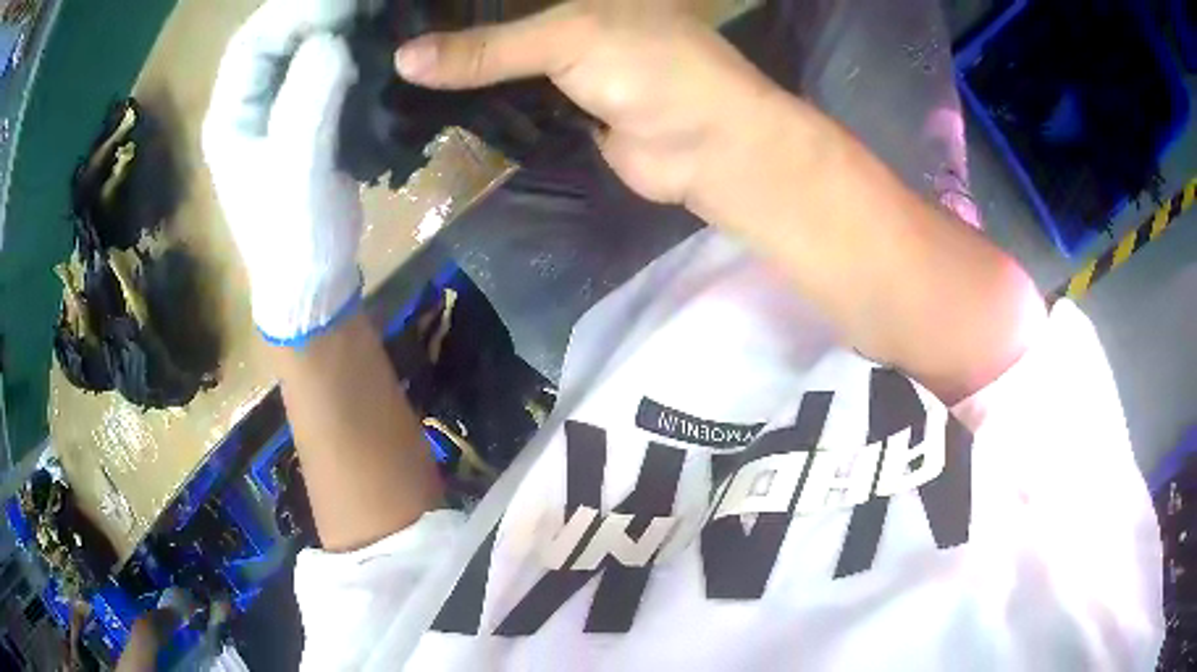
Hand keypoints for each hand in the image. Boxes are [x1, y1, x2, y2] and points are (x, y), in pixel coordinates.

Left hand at [203, 0, 365, 344]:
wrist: (311, 280)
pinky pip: (321, 71)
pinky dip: (346, 50)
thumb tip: (333, 41)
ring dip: (333, 27)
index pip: (251, 44)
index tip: (339, 3)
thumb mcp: (296, 171)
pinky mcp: (305, 119)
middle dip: (313, 13)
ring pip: (299, 51)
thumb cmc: (293, 235)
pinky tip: (371, 41)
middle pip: (274, 40)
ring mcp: (276, 111)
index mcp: (230, 115)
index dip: (290, 14)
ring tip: (372, 11)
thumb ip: (307, 104)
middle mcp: (247, 105)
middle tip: (361, 1)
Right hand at [394, 0, 782, 205]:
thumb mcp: (568, 39)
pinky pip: (509, 101)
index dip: (451, 0)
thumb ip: (485, 49)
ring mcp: (563, 63)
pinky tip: (430, 108)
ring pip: (498, 63)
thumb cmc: (652, 67)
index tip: (394, 11)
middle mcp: (566, 17)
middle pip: (494, 21)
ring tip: (392, 78)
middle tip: (382, 48)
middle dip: (446, 36)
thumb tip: (401, 60)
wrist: (707, 146)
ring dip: (457, 73)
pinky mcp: (561, 107)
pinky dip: (476, 105)